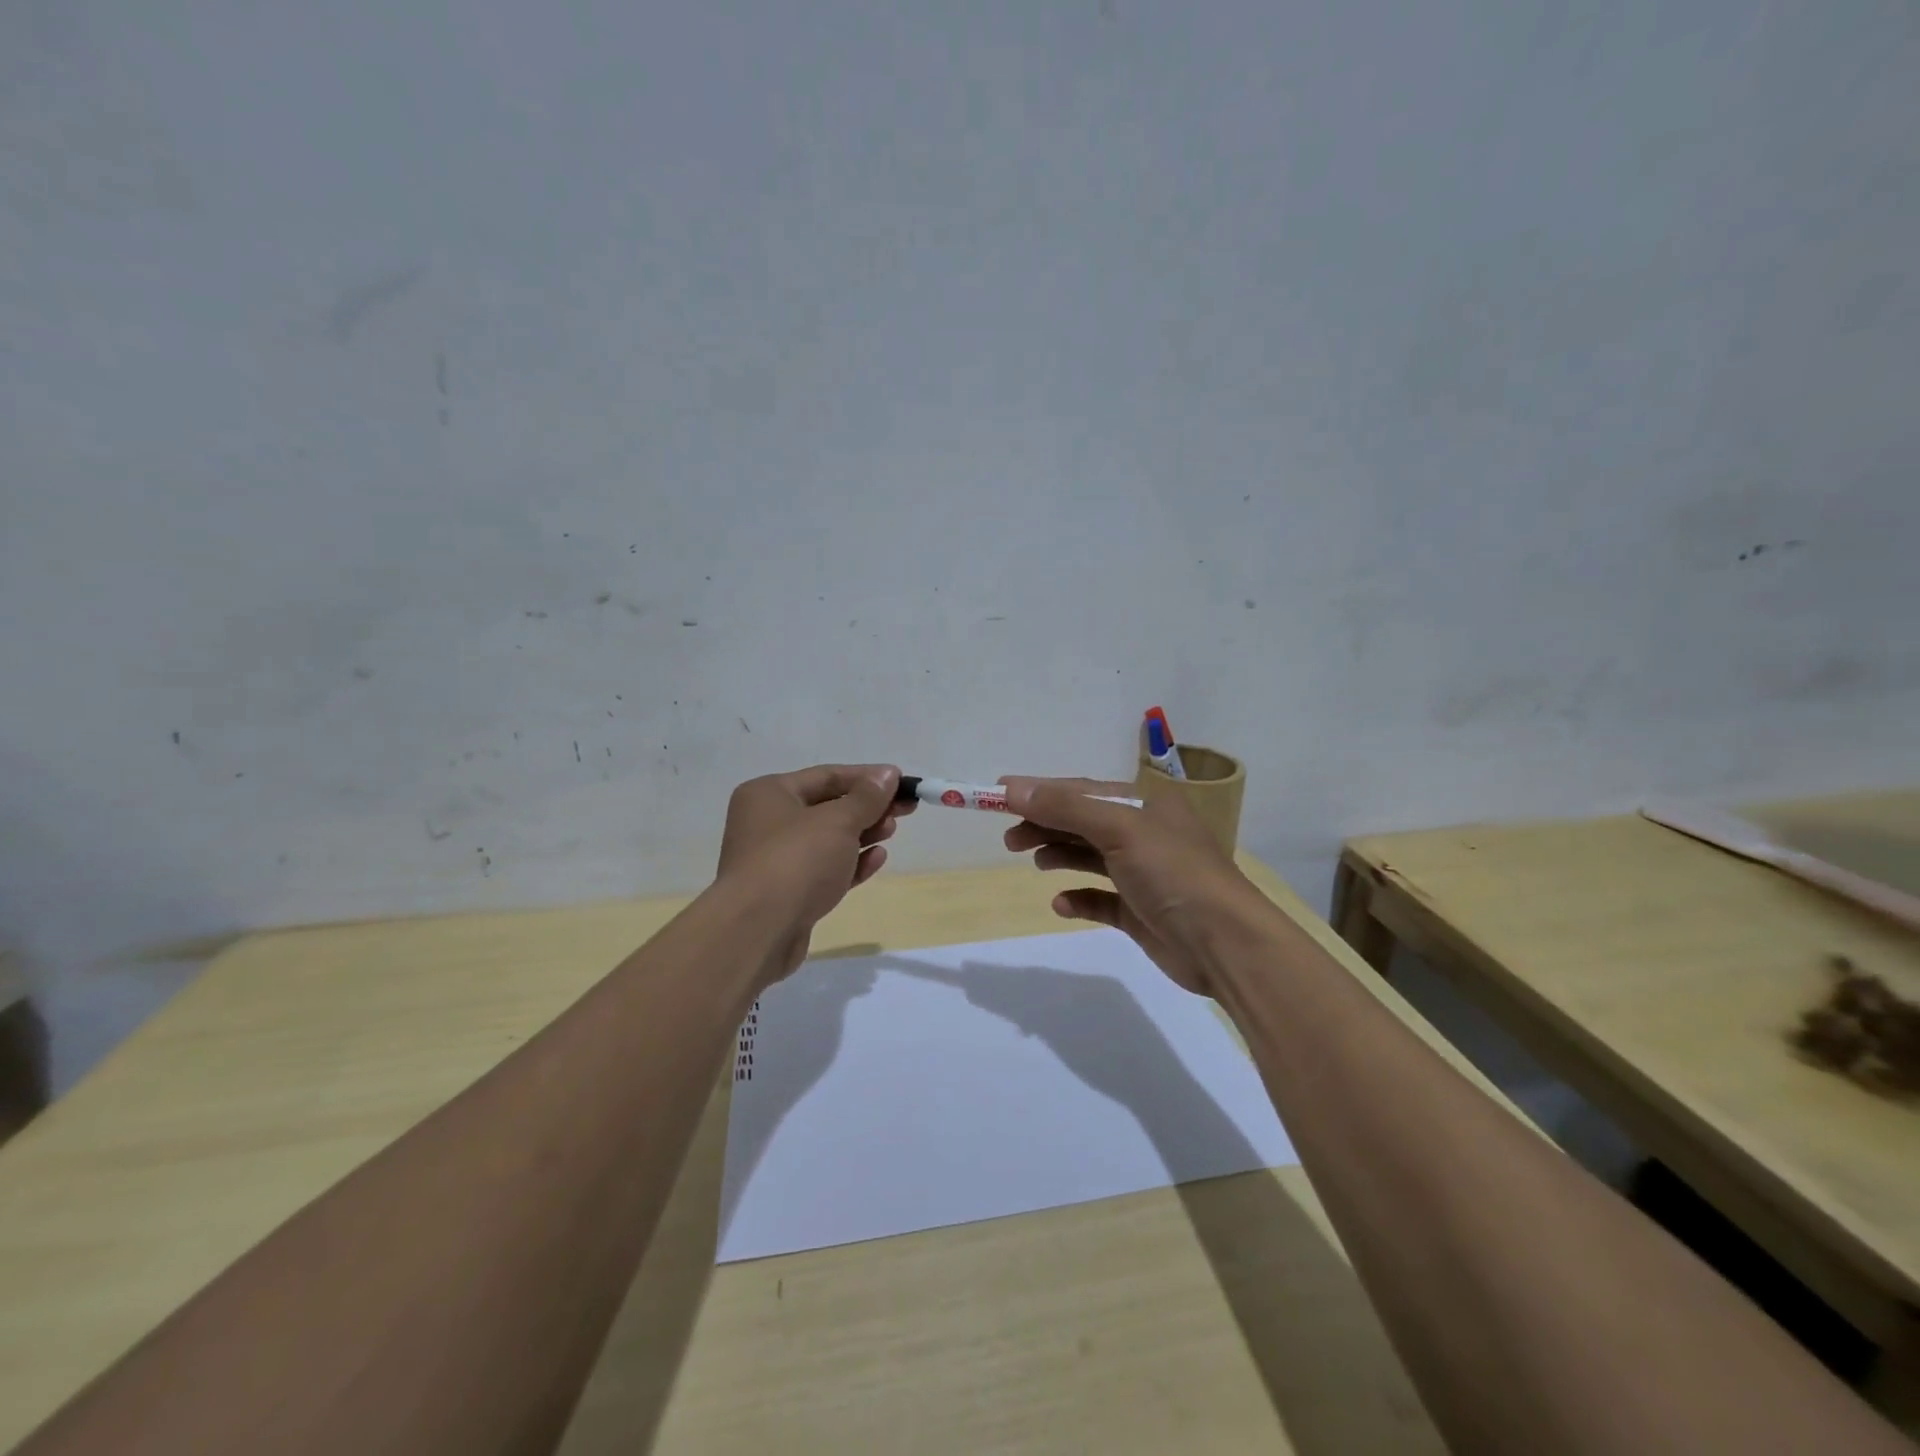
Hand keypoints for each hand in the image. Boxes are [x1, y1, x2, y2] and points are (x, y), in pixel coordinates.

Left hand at [716, 764, 910, 982]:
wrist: (758, 930)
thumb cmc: (796, 860)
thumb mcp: (838, 821)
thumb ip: (867, 797)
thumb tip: (887, 774)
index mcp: (769, 793)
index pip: (826, 776)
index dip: (867, 777)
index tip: (903, 781)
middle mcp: (767, 822)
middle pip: (828, 807)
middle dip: (867, 808)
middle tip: (905, 809)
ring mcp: (776, 860)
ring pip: (828, 840)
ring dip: (862, 833)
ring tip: (892, 831)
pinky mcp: (788, 893)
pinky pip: (824, 869)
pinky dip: (851, 863)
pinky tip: (877, 858)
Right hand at [1000, 777, 1262, 995]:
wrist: (1225, 943)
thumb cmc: (1173, 873)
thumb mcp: (1119, 828)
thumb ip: (1066, 807)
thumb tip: (1013, 787)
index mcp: (1144, 804)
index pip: (1081, 790)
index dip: (1040, 791)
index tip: (998, 796)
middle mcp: (1143, 833)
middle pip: (1082, 822)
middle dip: (1045, 825)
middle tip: (1010, 840)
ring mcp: (1142, 874)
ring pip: (1089, 857)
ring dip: (1059, 855)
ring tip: (1035, 862)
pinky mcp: (1140, 911)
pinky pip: (1100, 899)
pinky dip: (1078, 898)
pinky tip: (1061, 904)